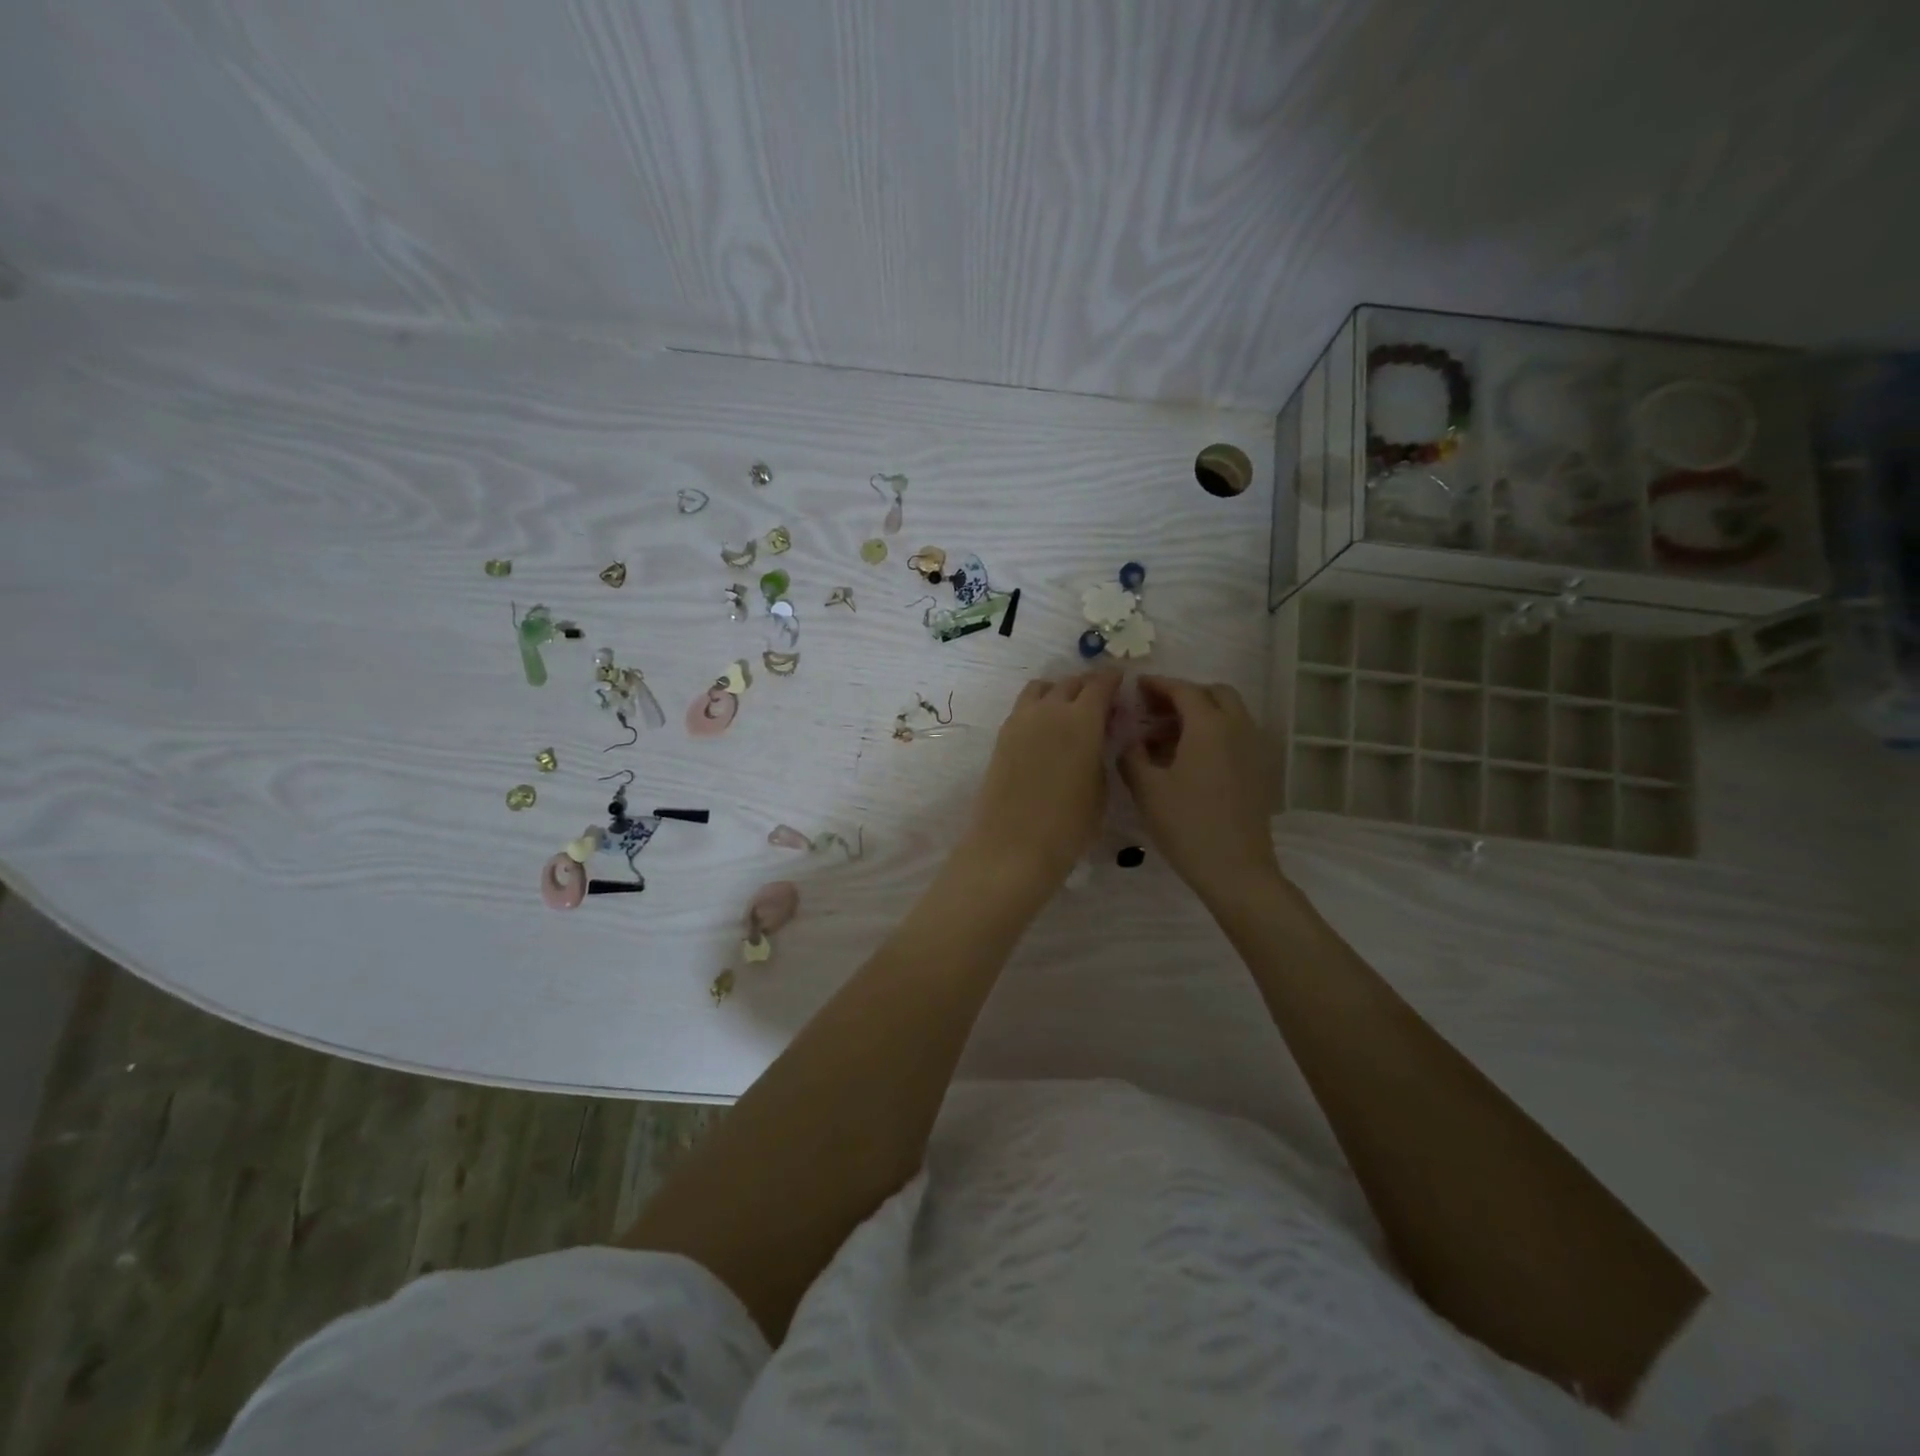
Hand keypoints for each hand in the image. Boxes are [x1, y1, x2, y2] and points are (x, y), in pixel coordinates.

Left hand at [959, 671, 1122, 890]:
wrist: (1013, 845)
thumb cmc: (1069, 825)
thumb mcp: (1100, 788)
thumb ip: (1100, 752)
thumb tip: (1097, 737)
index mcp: (1083, 719)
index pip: (1100, 684)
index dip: (1113, 680)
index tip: (1120, 682)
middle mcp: (1050, 710)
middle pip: (1070, 683)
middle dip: (1087, 686)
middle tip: (1099, 700)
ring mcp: (1021, 721)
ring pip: (1041, 689)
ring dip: (1058, 691)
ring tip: (1068, 710)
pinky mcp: (1002, 737)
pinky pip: (1024, 708)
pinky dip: (1038, 707)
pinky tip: (1046, 729)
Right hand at [1118, 676, 1280, 901]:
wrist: (1236, 869)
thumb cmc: (1187, 825)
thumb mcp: (1147, 789)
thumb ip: (1132, 755)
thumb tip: (1130, 740)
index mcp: (1209, 726)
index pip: (1183, 690)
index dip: (1158, 685)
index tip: (1136, 687)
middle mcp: (1237, 728)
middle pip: (1213, 694)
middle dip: (1184, 695)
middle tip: (1154, 711)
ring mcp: (1252, 749)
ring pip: (1228, 714)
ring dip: (1199, 714)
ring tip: (1165, 737)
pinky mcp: (1258, 770)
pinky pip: (1235, 735)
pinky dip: (1212, 733)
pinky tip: (1188, 759)